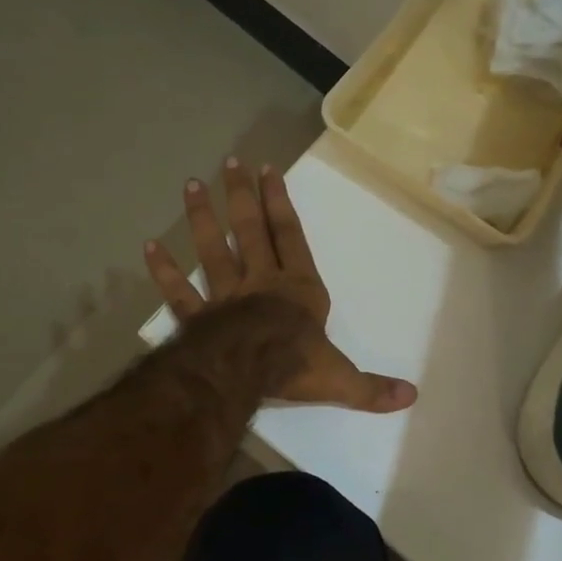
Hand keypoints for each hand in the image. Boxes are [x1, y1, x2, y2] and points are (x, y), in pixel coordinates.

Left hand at [144, 158, 417, 413]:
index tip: (267, 170)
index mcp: (298, 288)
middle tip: (230, 163)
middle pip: (249, 232)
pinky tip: (150, 246)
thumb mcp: (341, 377)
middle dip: (241, 197)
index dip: (279, 203)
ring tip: (191, 186)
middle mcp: (261, 283)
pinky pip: (179, 292)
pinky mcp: (198, 318)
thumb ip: (372, 387)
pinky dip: (165, 271)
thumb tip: (411, 397)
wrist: (249, 371)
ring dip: (202, 219)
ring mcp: (225, 297)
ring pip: (212, 251)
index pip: (290, 236)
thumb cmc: (297, 365)